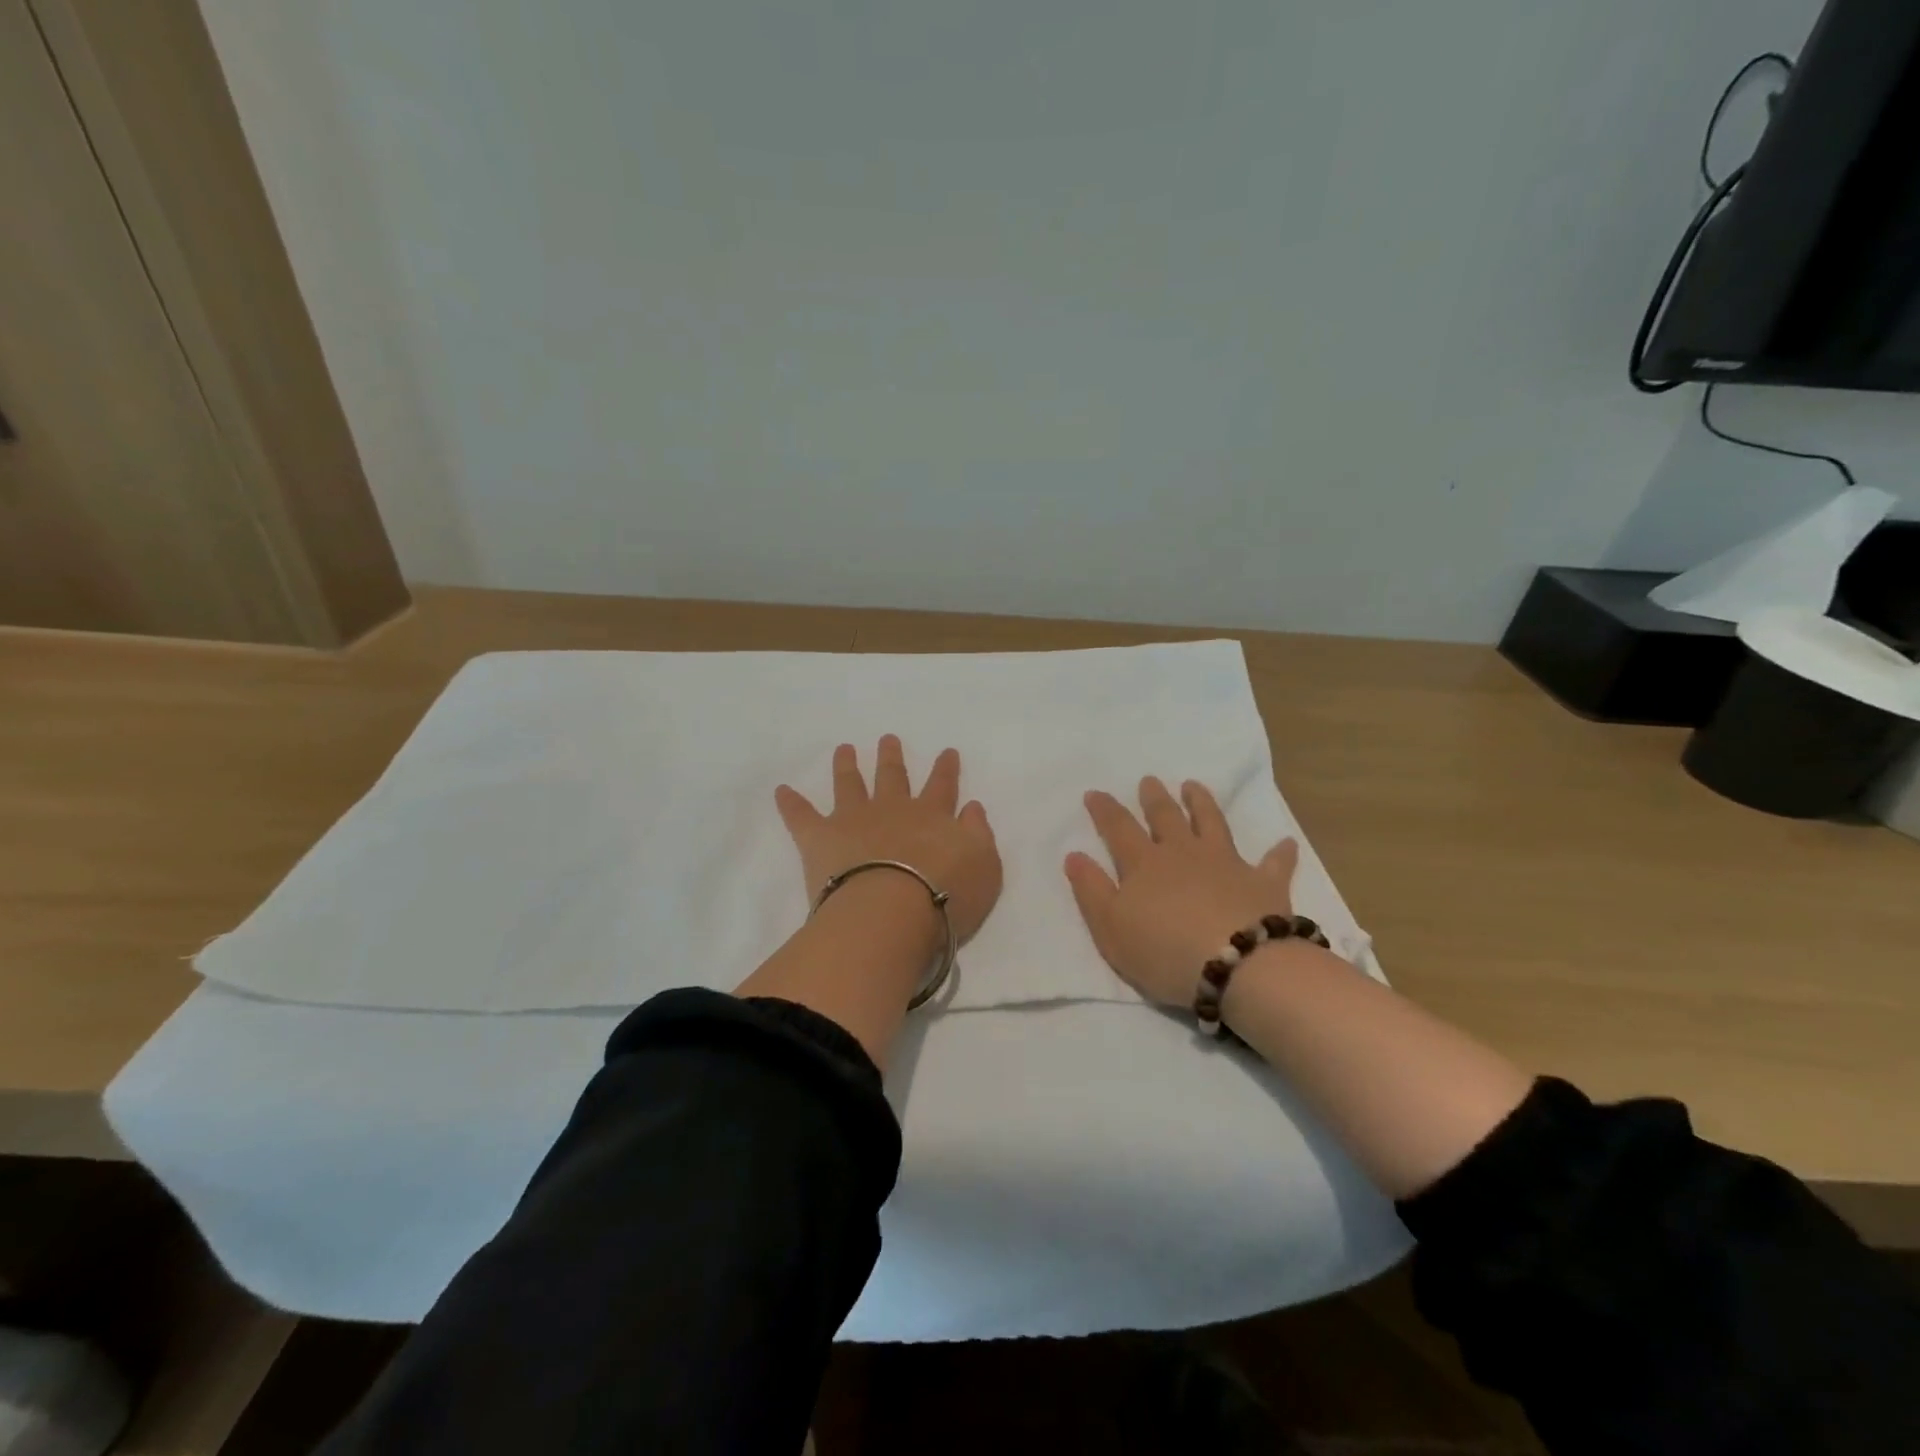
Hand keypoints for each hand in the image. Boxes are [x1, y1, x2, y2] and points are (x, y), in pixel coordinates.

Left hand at [775, 736, 1001, 943]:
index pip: (942, 785)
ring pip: (849, 784)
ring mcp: (854, 819)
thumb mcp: (984, 866)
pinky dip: (790, 803)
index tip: (946, 751)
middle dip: (891, 757)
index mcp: (932, 815)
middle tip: (887, 739)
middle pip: (892, 777)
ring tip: (844, 749)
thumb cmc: (946, 895)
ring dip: (847, 766)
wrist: (892, 911)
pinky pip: (801, 816)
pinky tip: (781, 790)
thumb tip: (972, 807)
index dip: (945, 769)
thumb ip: (979, 834)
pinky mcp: (820, 838)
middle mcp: (893, 809)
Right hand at [1065, 777, 1299, 1008]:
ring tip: (1194, 787)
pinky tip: (1285, 842)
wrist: (1237, 965)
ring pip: (1212, 823)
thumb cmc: (1164, 951)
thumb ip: (1091, 890)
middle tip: (1150, 780)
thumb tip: (1074, 855)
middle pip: (1166, 817)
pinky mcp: (1264, 883)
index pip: (1118, 828)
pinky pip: (1274, 863)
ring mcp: (1226, 863)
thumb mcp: (1110, 928)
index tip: (1095, 793)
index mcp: (1144, 864)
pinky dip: (1280, 853)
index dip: (1105, 810)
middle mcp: (1184, 853)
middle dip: (1155, 798)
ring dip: (1202, 803)